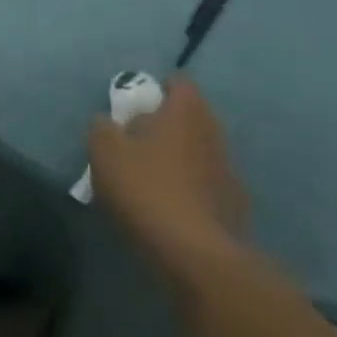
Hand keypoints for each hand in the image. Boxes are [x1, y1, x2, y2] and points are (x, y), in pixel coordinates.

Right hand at [88, 77, 247, 281]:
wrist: (194, 253)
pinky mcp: (233, 206)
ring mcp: (228, 171)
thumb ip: (103, 128)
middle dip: (165, 124)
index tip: (137, 103)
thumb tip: (108, 122)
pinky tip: (166, 206)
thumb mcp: (104, 151)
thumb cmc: (146, 188)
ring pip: (198, 151)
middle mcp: (213, 134)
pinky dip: (188, 187)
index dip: (158, 88)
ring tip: (147, 176)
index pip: (179, 83)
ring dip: (177, 157)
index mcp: (186, 113)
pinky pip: (205, 184)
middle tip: (134, 139)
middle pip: (190, 117)